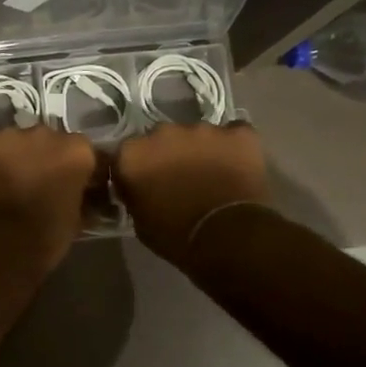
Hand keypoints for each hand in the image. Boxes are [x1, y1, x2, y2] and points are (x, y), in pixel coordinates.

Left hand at [0, 126, 98, 269]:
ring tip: (4, 185)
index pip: (84, 152)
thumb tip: (83, 198)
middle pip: (47, 141)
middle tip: (35, 185)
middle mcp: (44, 133)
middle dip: (43, 159)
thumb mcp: (75, 221)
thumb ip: (81, 200)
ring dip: (13, 158)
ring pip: (13, 141)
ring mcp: (7, 134)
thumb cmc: (42, 238)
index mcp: (76, 151)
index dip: (78, 170)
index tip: (73, 187)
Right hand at [114, 121, 269, 263]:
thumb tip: (140, 189)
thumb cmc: (176, 236)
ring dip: (199, 151)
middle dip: (168, 154)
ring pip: (197, 135)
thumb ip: (135, 195)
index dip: (137, 169)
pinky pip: (234, 135)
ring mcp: (202, 129)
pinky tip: (238, 165)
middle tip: (179, 180)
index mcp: (133, 154)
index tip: (145, 185)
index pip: (127, 154)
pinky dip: (233, 147)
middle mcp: (163, 132)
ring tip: (212, 176)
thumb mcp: (140, 222)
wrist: (228, 236)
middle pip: (162, 138)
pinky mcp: (238, 133)